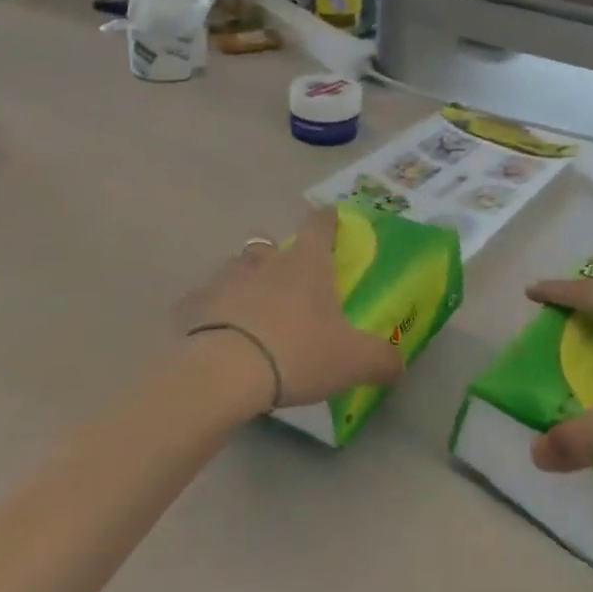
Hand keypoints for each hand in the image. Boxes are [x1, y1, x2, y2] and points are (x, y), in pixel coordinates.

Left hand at [178, 208, 402, 417]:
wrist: (225, 373)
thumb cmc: (298, 353)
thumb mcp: (354, 361)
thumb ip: (382, 360)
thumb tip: (399, 366)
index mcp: (306, 265)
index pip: (318, 225)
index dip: (327, 219)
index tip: (331, 218)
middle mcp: (264, 263)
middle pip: (270, 245)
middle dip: (279, 256)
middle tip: (289, 281)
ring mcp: (224, 281)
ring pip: (235, 267)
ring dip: (245, 279)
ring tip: (252, 306)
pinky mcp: (194, 307)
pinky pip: (201, 301)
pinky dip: (208, 310)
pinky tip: (213, 330)